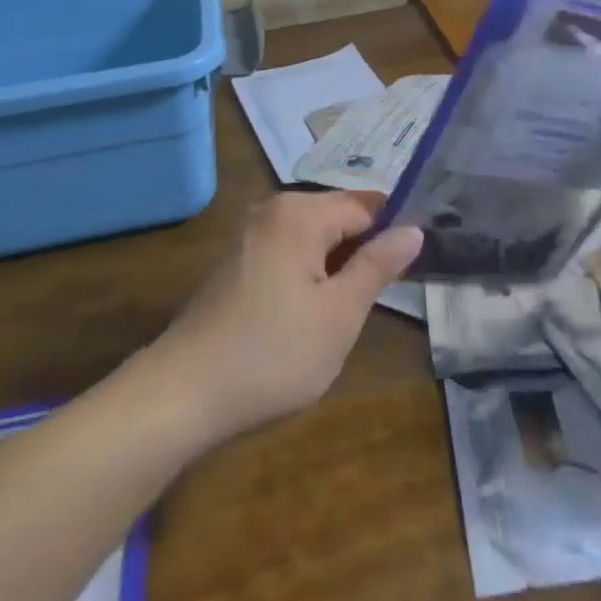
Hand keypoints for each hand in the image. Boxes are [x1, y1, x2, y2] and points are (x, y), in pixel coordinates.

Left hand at [145, 192, 422, 445]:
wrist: (182, 394)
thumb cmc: (273, 353)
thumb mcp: (340, 314)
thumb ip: (378, 266)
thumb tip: (413, 229)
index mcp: (300, 213)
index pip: (367, 205)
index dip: (395, 231)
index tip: (418, 264)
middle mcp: (273, 210)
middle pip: (338, 217)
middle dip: (365, 249)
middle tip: (389, 293)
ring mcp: (250, 235)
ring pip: (314, 238)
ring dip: (338, 265)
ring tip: (356, 307)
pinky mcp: (237, 263)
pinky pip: (289, 252)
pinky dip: (310, 273)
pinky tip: (314, 313)